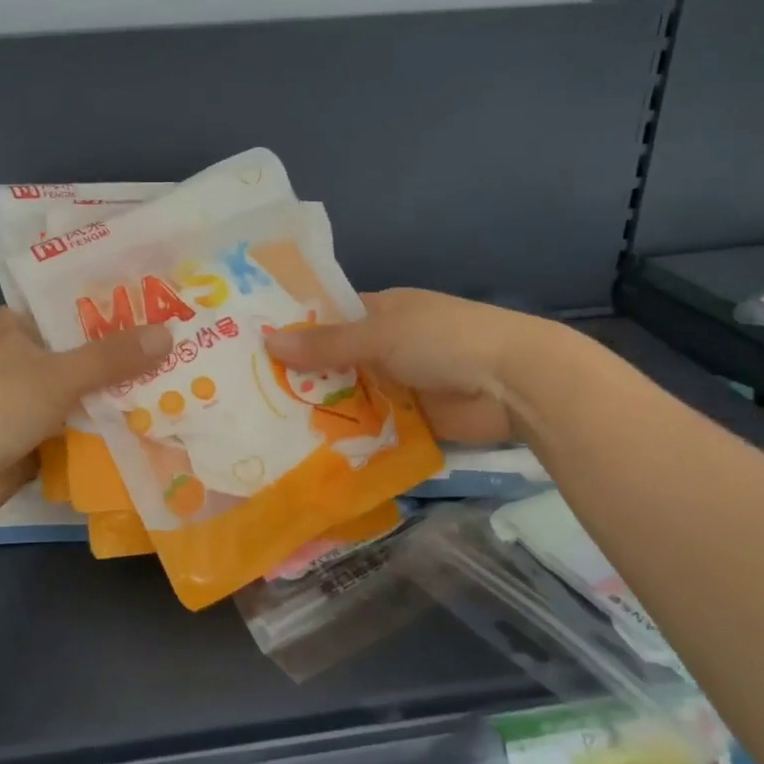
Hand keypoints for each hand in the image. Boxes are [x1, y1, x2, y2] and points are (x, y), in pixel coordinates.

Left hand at [0, 308, 172, 528]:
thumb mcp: (59, 376)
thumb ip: (111, 358)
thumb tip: (168, 334)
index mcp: (19, 339)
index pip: (39, 307)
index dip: (68, 299)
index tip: (113, 293)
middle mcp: (25, 369)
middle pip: (73, 352)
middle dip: (111, 349)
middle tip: (163, 338)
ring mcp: (31, 409)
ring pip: (80, 394)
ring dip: (113, 394)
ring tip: (168, 380)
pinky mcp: (38, 444)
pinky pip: (80, 432)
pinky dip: (105, 432)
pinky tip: (145, 427)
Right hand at [263, 288, 553, 445]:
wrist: (514, 383)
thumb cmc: (444, 340)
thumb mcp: (380, 335)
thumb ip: (326, 344)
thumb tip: (268, 342)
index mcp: (382, 312)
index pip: (329, 318)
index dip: (295, 331)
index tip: (252, 349)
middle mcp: (387, 346)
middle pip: (336, 361)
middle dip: (301, 378)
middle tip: (249, 398)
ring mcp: (400, 384)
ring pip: (351, 397)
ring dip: (322, 411)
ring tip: (267, 429)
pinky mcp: (412, 420)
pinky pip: (372, 427)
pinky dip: (348, 438)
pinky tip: (309, 452)